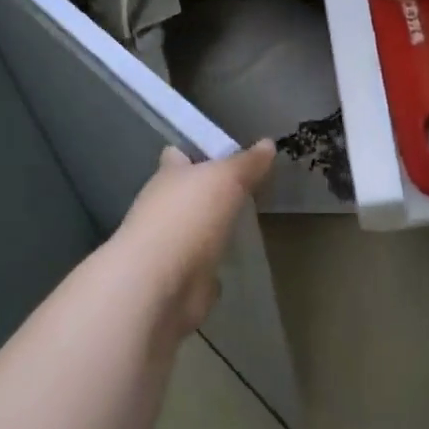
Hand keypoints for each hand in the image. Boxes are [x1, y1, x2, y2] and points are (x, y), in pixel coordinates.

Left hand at [106, 142, 274, 332]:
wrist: (160, 284)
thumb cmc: (189, 216)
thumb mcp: (225, 178)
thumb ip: (246, 163)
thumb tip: (268, 143)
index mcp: (169, 176)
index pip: (178, 155)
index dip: (197, 151)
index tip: (224, 152)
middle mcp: (164, 207)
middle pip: (188, 192)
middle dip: (210, 191)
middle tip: (246, 187)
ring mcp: (170, 245)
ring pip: (195, 228)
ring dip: (213, 227)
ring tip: (244, 221)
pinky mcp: (180, 279)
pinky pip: (200, 265)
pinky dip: (213, 264)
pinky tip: (233, 262)